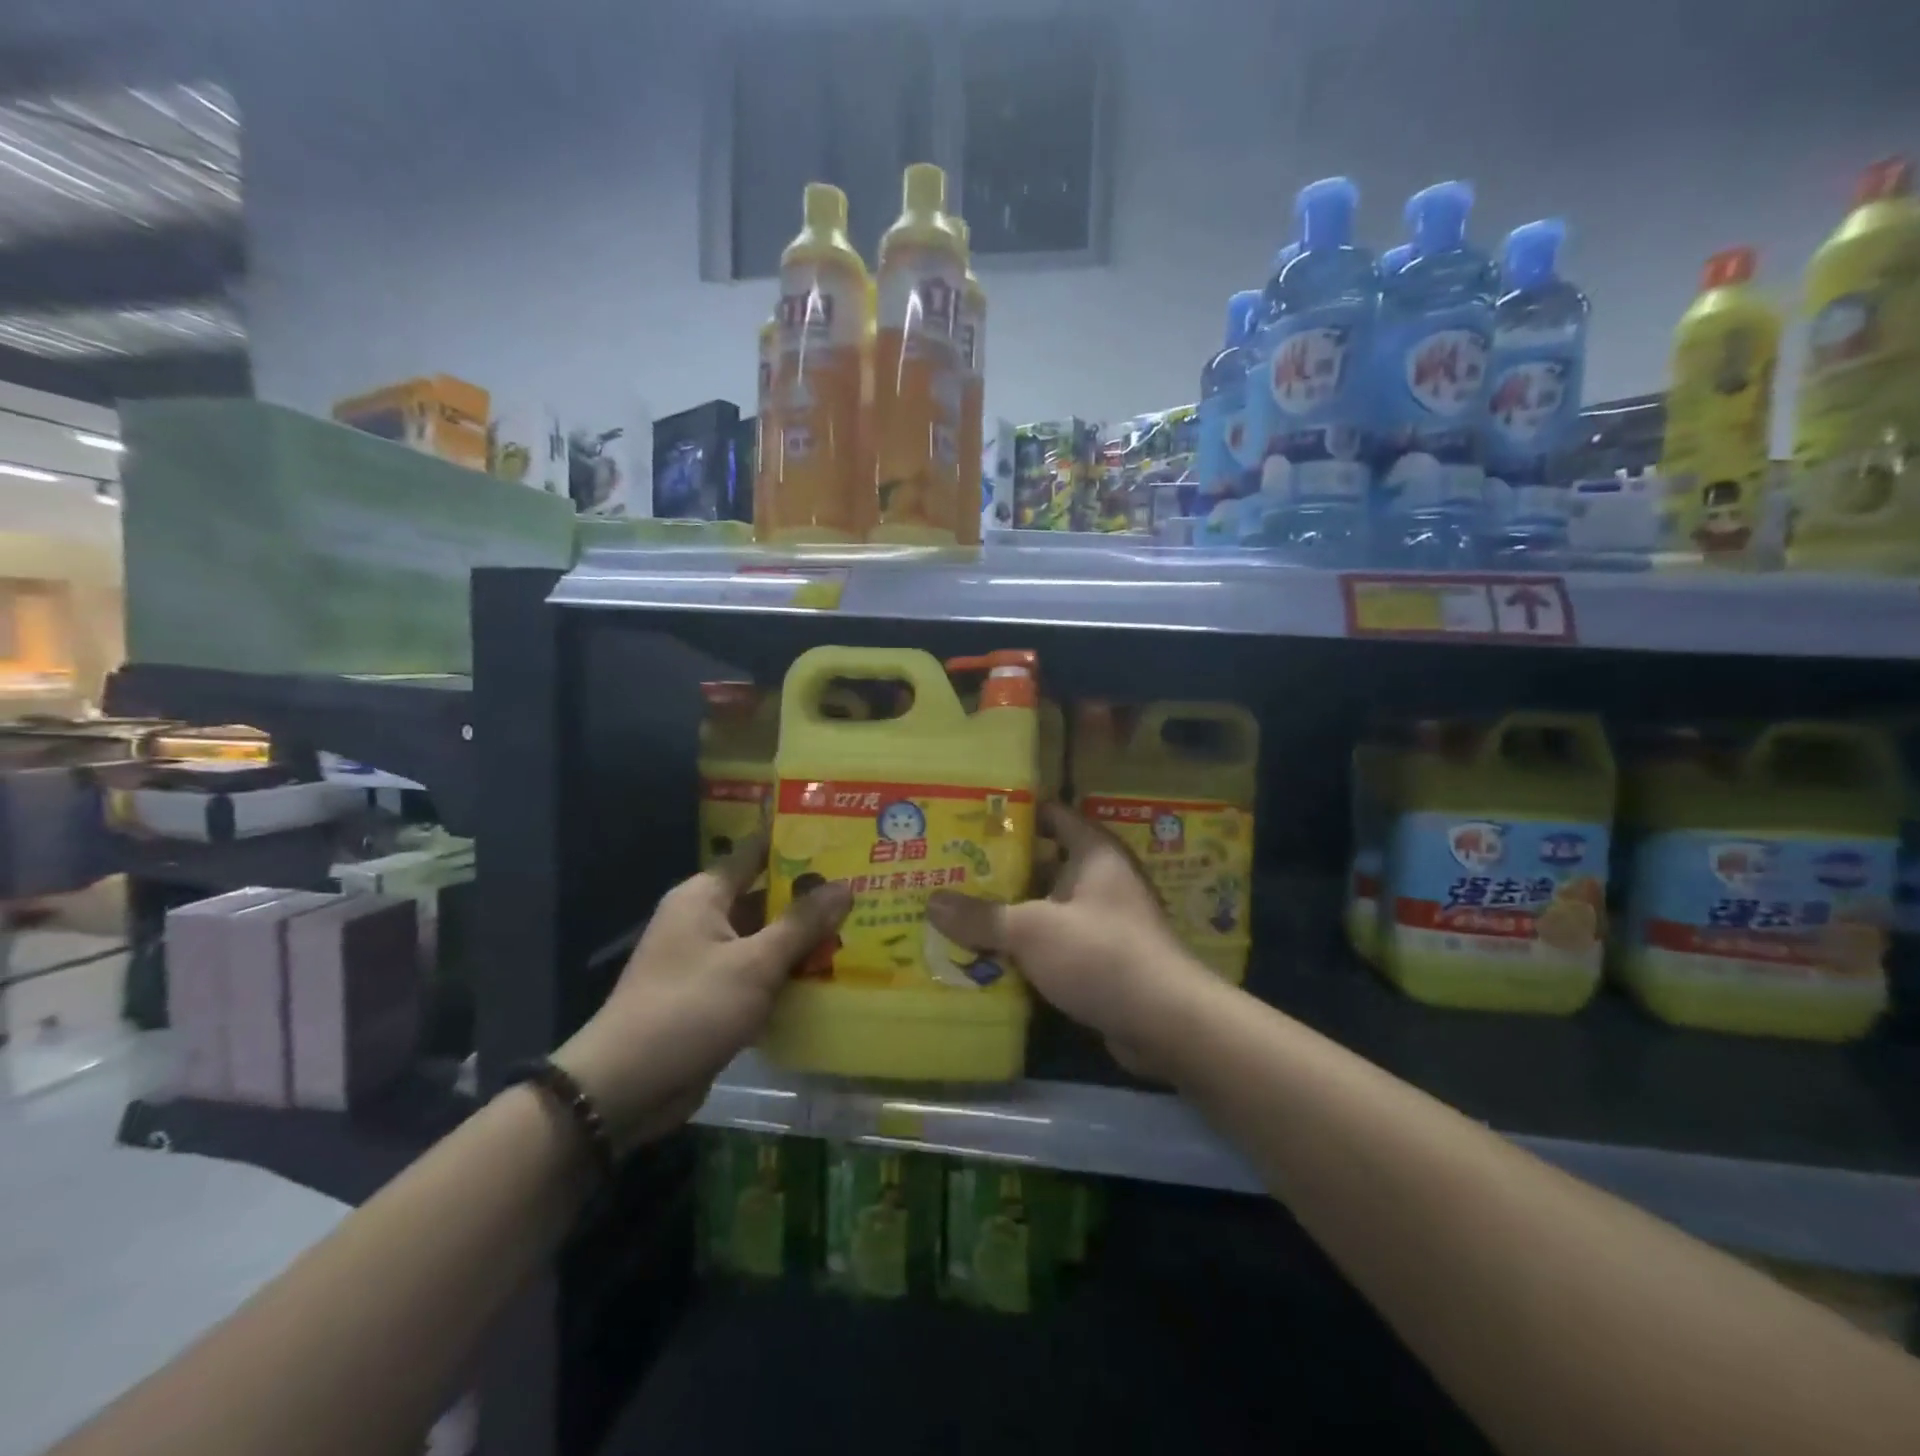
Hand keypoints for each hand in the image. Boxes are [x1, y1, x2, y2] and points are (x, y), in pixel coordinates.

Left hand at [554, 840, 850, 1151]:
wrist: (626, 1088)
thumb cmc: (690, 1008)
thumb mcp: (754, 963)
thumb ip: (801, 923)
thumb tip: (845, 885)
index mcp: (705, 896)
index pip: (757, 852)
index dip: (797, 843)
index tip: (842, 836)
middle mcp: (705, 919)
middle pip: (766, 897)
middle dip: (812, 896)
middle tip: (865, 886)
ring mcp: (709, 960)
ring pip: (767, 938)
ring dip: (805, 939)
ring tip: (861, 928)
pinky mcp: (715, 996)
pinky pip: (760, 973)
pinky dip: (789, 974)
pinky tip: (833, 975)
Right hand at [926, 803, 1212, 1076]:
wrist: (1165, 1022)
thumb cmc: (1100, 954)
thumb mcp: (1032, 930)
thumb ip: (982, 916)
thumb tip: (932, 902)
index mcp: (1093, 852)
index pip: (1052, 814)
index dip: (1013, 813)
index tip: (970, 817)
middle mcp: (1101, 879)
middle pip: (1042, 864)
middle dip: (999, 869)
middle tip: (950, 870)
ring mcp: (1103, 920)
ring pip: (1046, 907)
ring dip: (1009, 912)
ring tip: (957, 912)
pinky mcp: (1100, 958)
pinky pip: (1054, 942)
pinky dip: (1026, 946)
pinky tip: (986, 955)